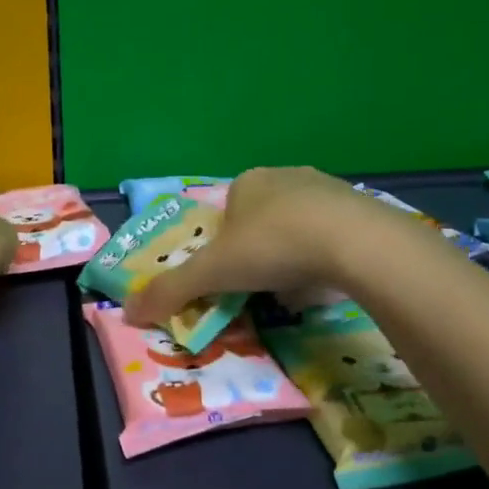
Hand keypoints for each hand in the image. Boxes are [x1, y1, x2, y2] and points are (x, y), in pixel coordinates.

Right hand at [125, 166, 372, 324]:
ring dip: (291, 255)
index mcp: (246, 183)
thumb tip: (127, 312)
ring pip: (297, 227)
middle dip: (258, 252)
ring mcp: (327, 189)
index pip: (224, 215)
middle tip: (261, 285)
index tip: (230, 277)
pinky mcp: (361, 208)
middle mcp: (285, 176)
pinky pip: (332, 235)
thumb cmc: (273, 246)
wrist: (355, 242)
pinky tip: (327, 280)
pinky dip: (324, 257)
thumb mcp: (212, 273)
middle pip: (261, 220)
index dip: (222, 248)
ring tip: (295, 287)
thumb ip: (170, 291)